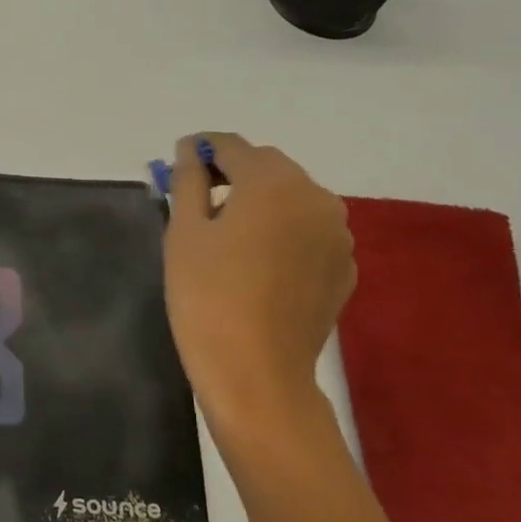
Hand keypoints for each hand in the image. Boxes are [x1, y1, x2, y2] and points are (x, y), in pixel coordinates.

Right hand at [163, 133, 354, 449]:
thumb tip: (191, 149)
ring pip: (291, 198)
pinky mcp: (343, 267)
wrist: (257, 376)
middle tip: (197, 201)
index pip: (232, 145)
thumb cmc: (207, 297)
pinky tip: (258, 264)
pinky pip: (308, 231)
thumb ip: (189, 179)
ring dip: (260, 202)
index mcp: (273, 181)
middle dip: (233, 174)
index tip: (178, 162)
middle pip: (267, 167)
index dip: (201, 148)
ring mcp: (337, 234)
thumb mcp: (184, 232)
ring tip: (228, 236)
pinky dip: (282, 232)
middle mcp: (316, 196)